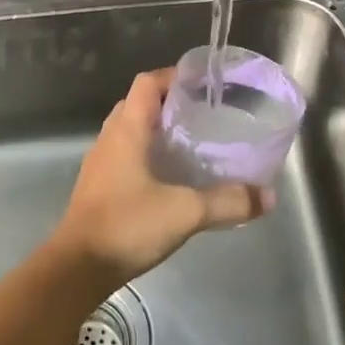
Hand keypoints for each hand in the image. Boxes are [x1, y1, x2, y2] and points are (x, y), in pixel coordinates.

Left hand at [51, 69, 273, 286]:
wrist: (78, 268)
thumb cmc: (127, 226)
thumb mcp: (185, 212)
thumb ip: (227, 202)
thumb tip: (267, 196)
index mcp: (127, 130)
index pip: (148, 83)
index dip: (175, 77)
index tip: (204, 86)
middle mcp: (110, 139)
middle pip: (139, 104)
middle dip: (170, 103)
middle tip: (204, 115)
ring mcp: (101, 164)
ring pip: (131, 131)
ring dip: (158, 130)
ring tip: (192, 144)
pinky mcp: (99, 187)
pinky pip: (125, 156)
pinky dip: (147, 155)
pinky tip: (170, 178)